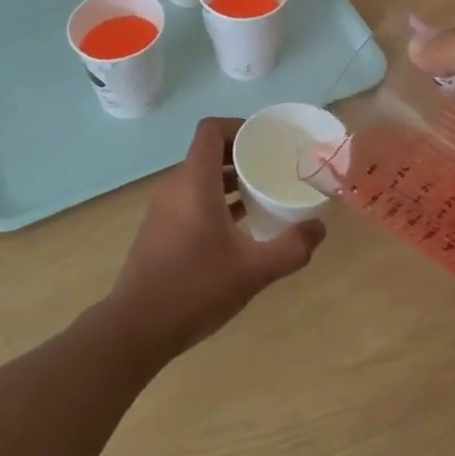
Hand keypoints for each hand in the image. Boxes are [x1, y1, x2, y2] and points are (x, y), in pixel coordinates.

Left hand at [103, 116, 325, 359]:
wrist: (136, 328)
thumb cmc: (195, 289)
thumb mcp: (253, 270)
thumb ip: (291, 248)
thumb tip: (318, 228)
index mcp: (194, 183)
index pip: (211, 130)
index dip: (239, 126)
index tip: (266, 141)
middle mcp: (174, 187)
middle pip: (207, 152)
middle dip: (241, 154)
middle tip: (273, 167)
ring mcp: (163, 209)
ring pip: (199, 177)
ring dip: (229, 179)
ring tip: (262, 194)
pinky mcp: (159, 229)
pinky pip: (190, 198)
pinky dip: (214, 199)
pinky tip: (239, 225)